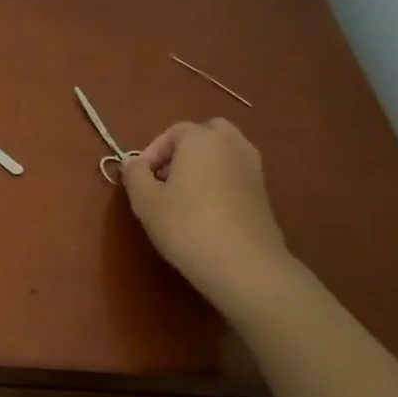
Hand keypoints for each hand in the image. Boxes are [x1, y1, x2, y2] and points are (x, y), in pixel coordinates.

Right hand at [121, 118, 289, 308]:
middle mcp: (232, 145)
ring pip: (224, 153)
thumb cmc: (186, 225)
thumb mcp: (145, 201)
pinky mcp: (263, 193)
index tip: (140, 179)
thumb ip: (134, 175)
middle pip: (206, 133)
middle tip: (166, 178)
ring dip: (204, 165)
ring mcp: (253, 168)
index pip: (173, 132)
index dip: (152, 152)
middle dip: (184, 150)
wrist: (243, 264)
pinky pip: (235, 174)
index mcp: (201, 139)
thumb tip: (133, 164)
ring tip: (184, 196)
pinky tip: (206, 211)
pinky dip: (220, 181)